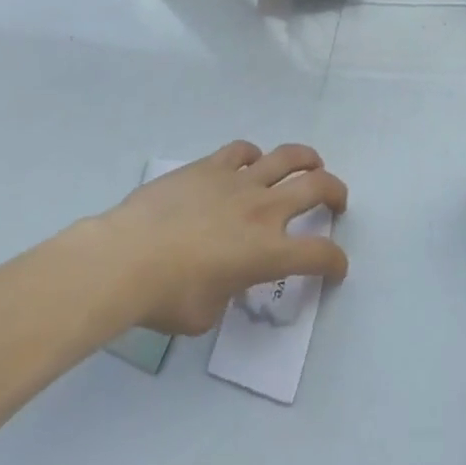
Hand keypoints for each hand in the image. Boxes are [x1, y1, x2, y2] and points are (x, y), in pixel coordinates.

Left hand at [96, 141, 348, 335]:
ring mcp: (238, 181)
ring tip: (311, 164)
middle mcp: (263, 209)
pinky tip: (251, 162)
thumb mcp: (206, 314)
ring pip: (287, 157)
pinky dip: (254, 155)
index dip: (335, 261)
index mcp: (267, 252)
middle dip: (336, 192)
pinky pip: (242, 150)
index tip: (335, 266)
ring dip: (307, 159)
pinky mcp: (211, 165)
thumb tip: (224, 280)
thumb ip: (228, 293)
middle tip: (337, 200)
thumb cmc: (166, 297)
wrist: (127, 257)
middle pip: (316, 187)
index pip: (319, 254)